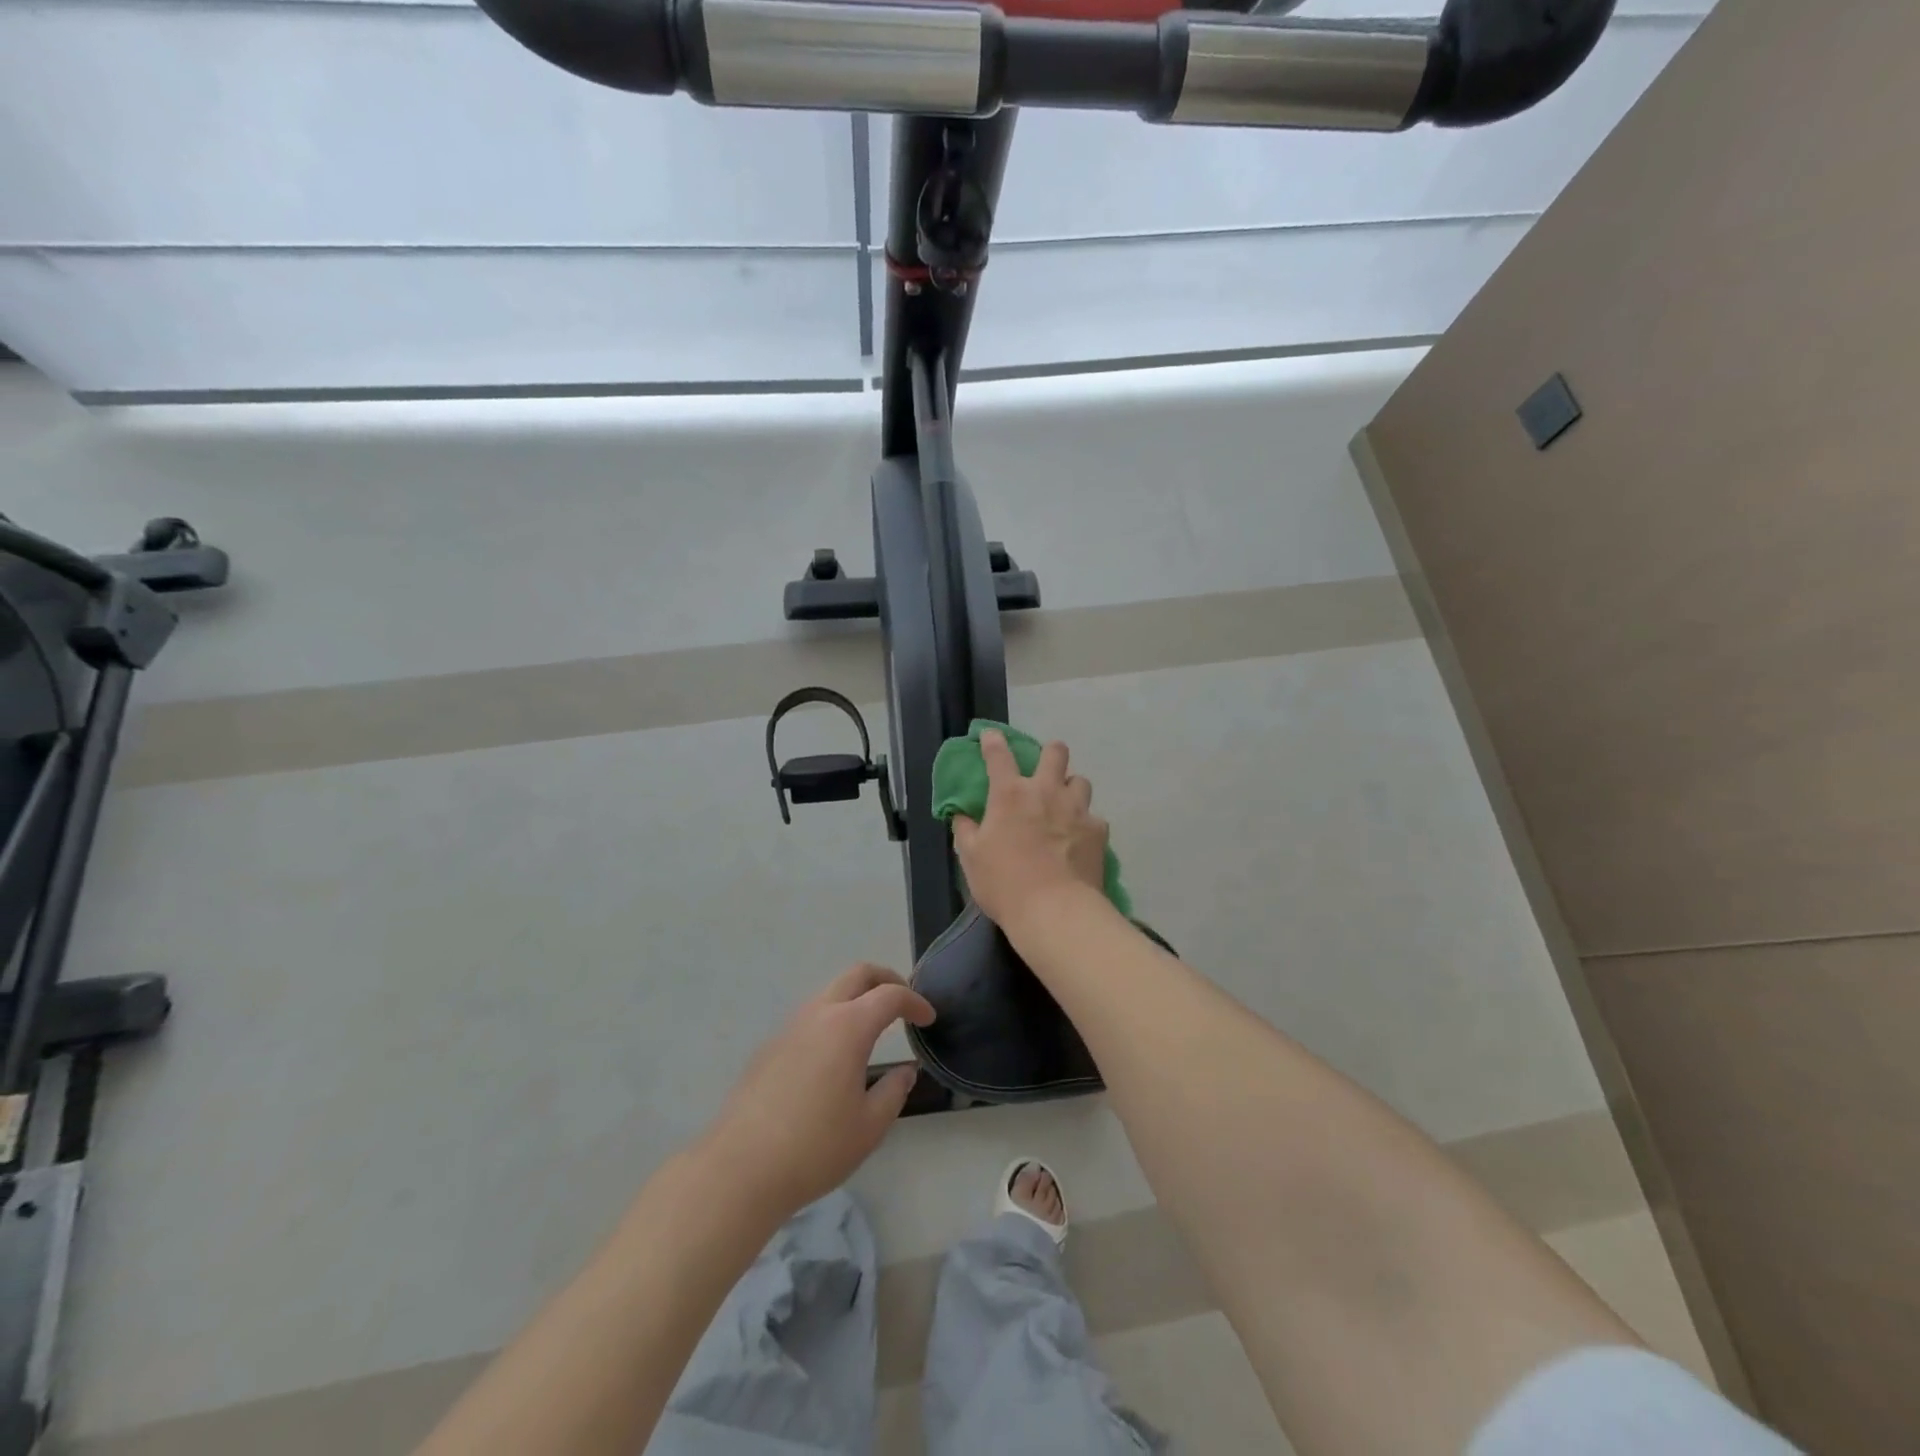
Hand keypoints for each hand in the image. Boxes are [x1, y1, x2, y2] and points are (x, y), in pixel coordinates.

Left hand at [702, 964, 935, 1219]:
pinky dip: (831, 1019)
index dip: (914, 1002)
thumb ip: (894, 1091)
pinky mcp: (769, 1047)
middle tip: (903, 1002)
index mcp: (848, 1027)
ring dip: (855, 998)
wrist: (740, 1169)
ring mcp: (789, 1028)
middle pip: (857, 975)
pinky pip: (808, 1018)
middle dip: (885, 979)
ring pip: (829, 992)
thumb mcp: (869, 1127)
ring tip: (870, 1028)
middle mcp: (818, 1015)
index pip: (890, 995)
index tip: (928, 1019)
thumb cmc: (815, 1148)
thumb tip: (905, 1071)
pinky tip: (832, 1057)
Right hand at [952, 731, 1108, 928]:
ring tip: (1065, 806)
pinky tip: (1079, 840)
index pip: (999, 756)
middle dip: (1050, 753)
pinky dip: (1085, 824)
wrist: (1055, 911)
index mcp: (1010, 795)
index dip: (994, 741)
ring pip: (1080, 780)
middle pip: (1055, 752)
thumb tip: (962, 815)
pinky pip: (1094, 817)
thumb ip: (966, 831)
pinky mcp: (1098, 830)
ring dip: (1070, 788)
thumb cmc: (1004, 883)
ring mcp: (1076, 809)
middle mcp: (1046, 792)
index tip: (992, 735)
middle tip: (1044, 770)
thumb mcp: (971, 858)